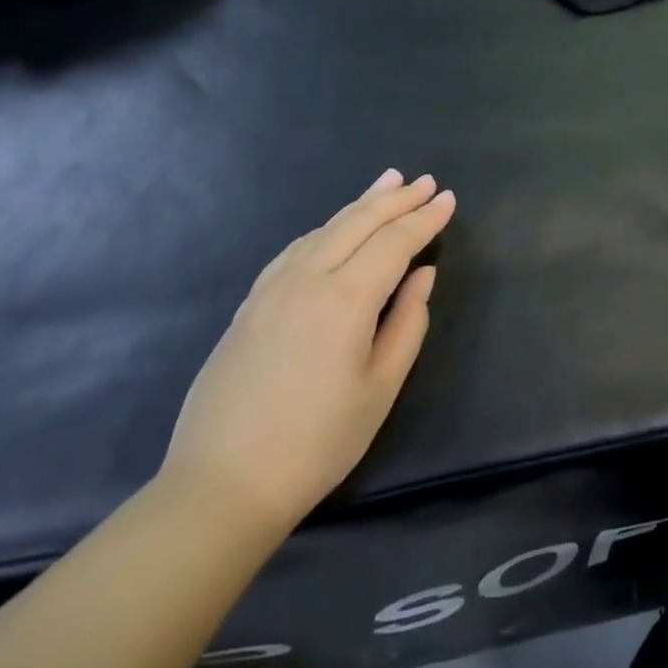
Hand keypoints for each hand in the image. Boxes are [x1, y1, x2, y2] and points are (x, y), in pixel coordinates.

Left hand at [158, 169, 454, 539]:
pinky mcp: (251, 302)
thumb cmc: (314, 445)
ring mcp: (273, 286)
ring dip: (362, 203)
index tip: (448, 198)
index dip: (424, 218)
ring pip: (326, 227)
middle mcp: (308, 277)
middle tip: (425, 181)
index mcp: (345, 299)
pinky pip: (298, 246)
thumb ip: (407, 324)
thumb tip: (422, 275)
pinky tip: (336, 227)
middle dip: (397, 199)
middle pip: (359, 222)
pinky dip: (328, 226)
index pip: (394, 242)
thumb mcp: (379, 390)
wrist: (219, 486)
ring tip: (389, 183)